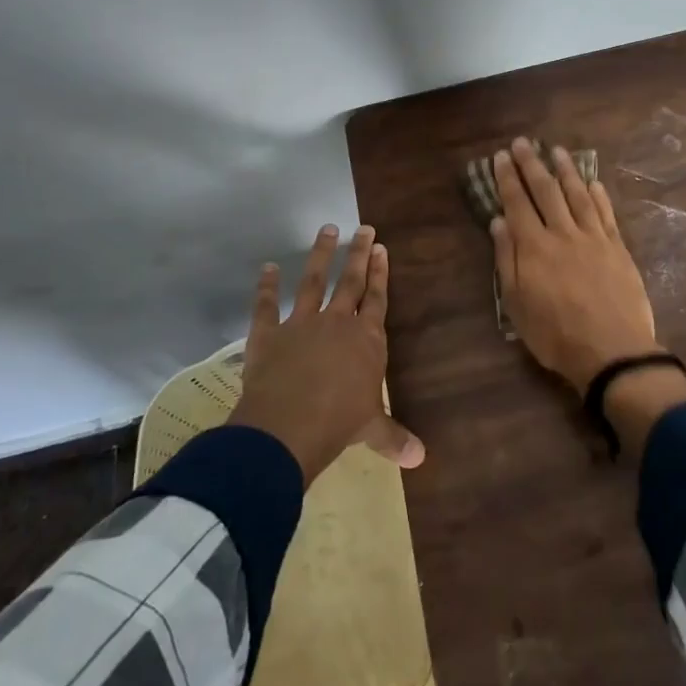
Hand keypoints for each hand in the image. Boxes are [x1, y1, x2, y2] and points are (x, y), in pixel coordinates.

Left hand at [228, 224, 424, 484]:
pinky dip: (265, 287)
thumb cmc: (339, 425)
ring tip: (327, 229)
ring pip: (312, 282)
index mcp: (366, 341)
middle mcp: (336, 324)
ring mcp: (301, 325)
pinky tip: (266, 268)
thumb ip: (393, 437)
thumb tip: (421, 457)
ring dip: (319, 255)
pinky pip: (266, 306)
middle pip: (350, 282)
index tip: (382, 248)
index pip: (376, 299)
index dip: (379, 274)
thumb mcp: (371, 430)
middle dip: (358, 254)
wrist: (288, 428)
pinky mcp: (269, 335)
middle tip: (363, 228)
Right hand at [491, 139, 662, 393]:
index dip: (508, 178)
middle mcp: (563, 233)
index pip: (517, 203)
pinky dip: (599, 195)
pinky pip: (606, 214)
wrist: (612, 351)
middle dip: (532, 164)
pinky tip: (594, 182)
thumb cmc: (555, 335)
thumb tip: (499, 221)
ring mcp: (593, 238)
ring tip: (557, 151)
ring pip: (578, 195)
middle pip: (546, 191)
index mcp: (534, 247)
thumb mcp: (517, 304)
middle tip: (523, 142)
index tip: (501, 156)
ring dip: (566, 171)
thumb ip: (507, 259)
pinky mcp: (617, 248)